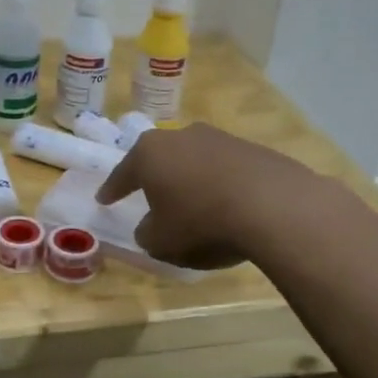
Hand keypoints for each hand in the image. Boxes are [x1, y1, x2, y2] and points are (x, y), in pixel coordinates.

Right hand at [95, 123, 319, 269]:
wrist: (273, 206)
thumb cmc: (201, 223)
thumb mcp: (160, 241)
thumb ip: (147, 233)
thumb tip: (151, 227)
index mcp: (150, 153)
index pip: (122, 173)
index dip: (112, 189)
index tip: (104, 200)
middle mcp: (182, 136)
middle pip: (161, 158)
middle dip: (154, 177)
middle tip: (150, 196)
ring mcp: (220, 139)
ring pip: (195, 161)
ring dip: (190, 180)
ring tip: (194, 205)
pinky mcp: (253, 150)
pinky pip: (226, 170)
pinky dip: (221, 185)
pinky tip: (228, 206)